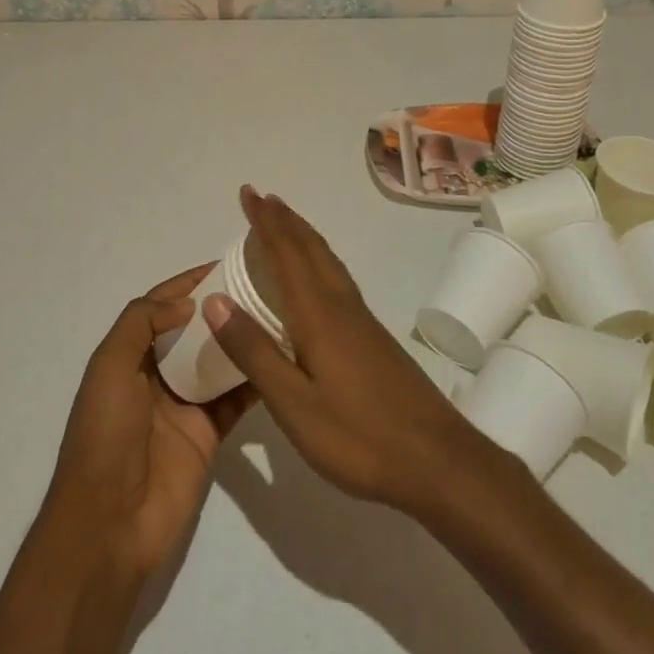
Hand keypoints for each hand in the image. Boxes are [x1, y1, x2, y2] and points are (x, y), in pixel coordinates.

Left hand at [44, 266, 255, 579]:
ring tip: (279, 313)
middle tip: (264, 285)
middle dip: (222, 306)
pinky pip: (236, 397)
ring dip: (242, 338)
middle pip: (195, 329)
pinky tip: (282, 357)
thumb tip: (188, 304)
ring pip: (219, 360)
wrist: (110, 524)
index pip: (161, 306)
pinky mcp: (210, 432)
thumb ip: (141, 323)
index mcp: (129, 356)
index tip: (226, 263)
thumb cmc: (105, 436)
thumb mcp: (109, 368)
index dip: (189, 283)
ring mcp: (185, 404)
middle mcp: (158, 374)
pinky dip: (256, 378)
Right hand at [204, 186, 495, 516]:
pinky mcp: (374, 337)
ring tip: (285, 223)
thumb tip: (215, 301)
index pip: (286, 254)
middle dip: (284, 220)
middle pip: (311, 249)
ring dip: (303, 236)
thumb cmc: (359, 437)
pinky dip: (319, 260)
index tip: (248, 193)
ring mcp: (362, 320)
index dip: (265, 223)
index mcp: (318, 315)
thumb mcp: (294, 405)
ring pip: (328, 261)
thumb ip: (254, 353)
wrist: (438, 460)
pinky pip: (338, 279)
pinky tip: (318, 277)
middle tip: (262, 197)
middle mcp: (342, 306)